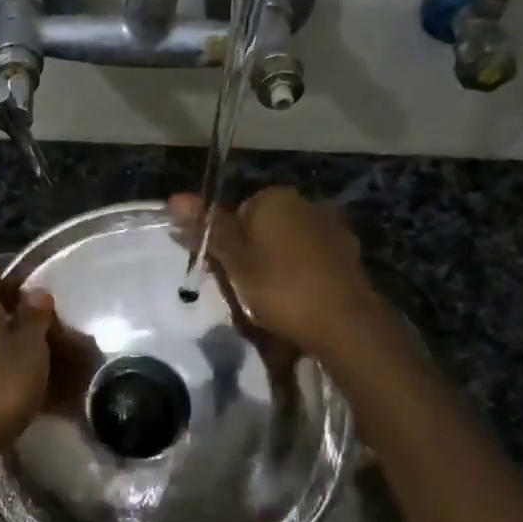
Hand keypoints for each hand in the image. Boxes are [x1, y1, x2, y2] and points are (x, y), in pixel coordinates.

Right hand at [168, 187, 382, 358]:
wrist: (344, 324)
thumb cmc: (280, 288)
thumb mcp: (234, 261)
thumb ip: (207, 228)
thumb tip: (174, 198)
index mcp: (275, 198)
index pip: (236, 213)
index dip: (224, 244)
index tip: (222, 273)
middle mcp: (306, 204)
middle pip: (263, 228)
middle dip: (250, 255)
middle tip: (244, 291)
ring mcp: (332, 229)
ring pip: (288, 245)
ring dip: (276, 267)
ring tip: (270, 303)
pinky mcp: (348, 256)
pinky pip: (312, 262)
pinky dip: (301, 277)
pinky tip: (299, 302)